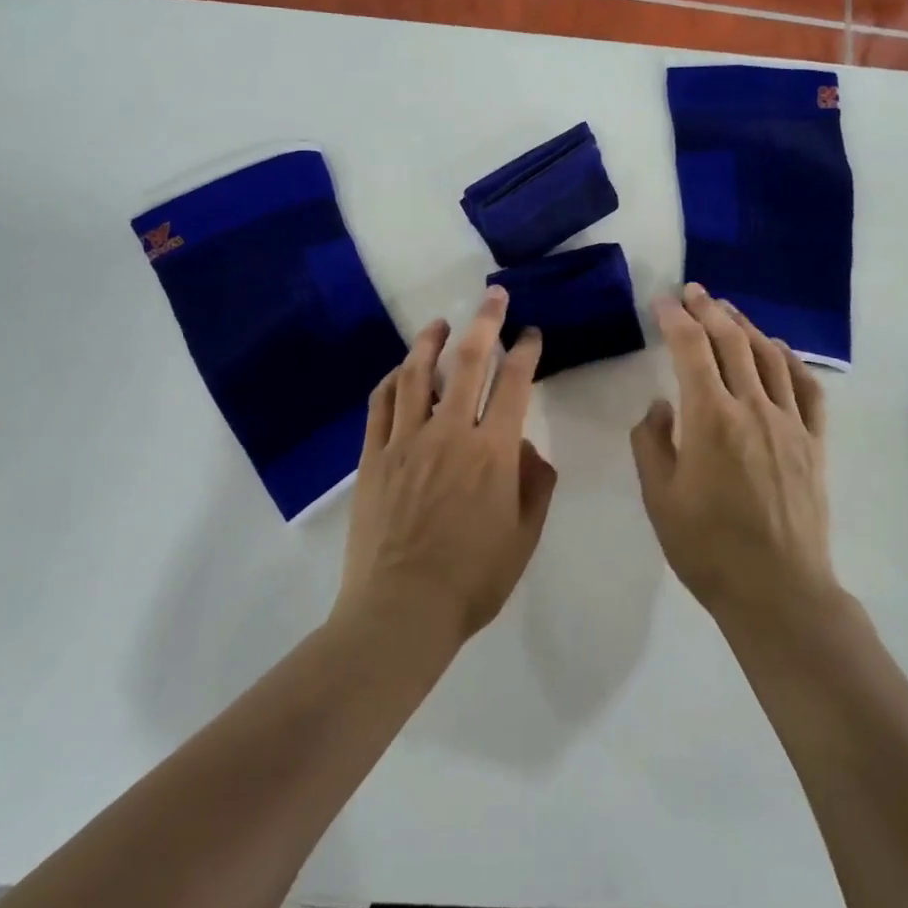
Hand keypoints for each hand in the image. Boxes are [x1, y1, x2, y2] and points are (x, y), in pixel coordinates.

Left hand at [336, 286, 555, 643]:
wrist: (401, 611)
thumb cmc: (472, 579)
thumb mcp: (524, 537)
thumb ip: (534, 484)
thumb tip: (527, 448)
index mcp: (492, 452)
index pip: (514, 384)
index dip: (526, 352)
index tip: (531, 334)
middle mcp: (449, 433)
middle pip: (468, 363)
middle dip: (485, 323)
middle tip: (492, 296)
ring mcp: (405, 441)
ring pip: (417, 375)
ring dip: (431, 342)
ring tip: (440, 324)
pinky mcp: (373, 457)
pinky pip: (380, 405)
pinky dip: (391, 380)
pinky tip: (399, 370)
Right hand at [631, 284, 835, 627]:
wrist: (777, 589)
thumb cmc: (707, 547)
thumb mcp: (659, 497)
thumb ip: (651, 442)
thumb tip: (661, 406)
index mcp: (711, 418)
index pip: (691, 349)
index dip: (675, 318)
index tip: (662, 301)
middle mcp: (753, 407)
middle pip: (731, 341)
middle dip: (709, 309)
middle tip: (693, 291)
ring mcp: (789, 422)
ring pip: (768, 356)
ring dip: (746, 326)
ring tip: (728, 310)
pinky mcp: (814, 441)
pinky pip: (806, 387)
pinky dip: (790, 359)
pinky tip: (778, 349)